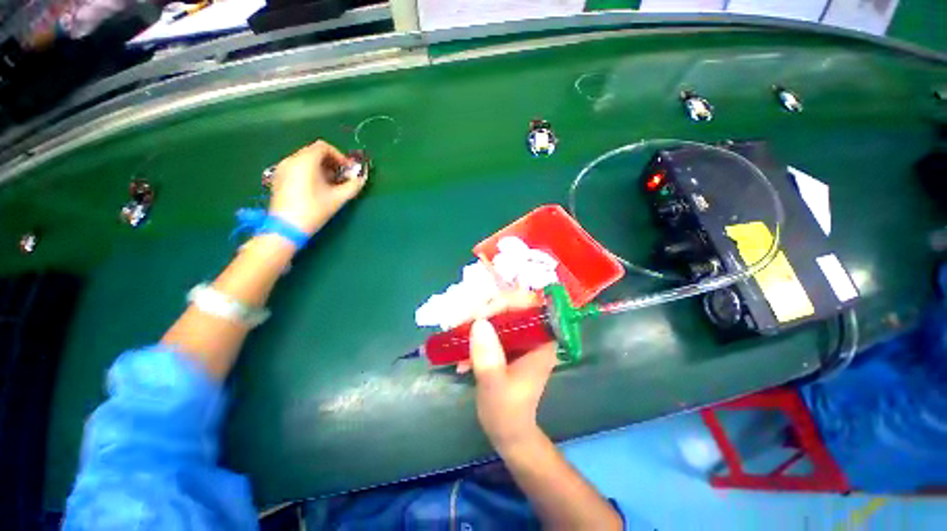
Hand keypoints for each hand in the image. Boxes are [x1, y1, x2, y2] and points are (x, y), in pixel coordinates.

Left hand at [268, 140, 366, 234]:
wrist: (286, 228)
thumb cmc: (314, 210)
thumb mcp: (338, 198)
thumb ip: (353, 186)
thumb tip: (362, 179)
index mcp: (305, 161)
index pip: (324, 147)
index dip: (339, 156)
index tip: (348, 170)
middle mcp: (291, 160)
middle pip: (314, 152)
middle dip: (331, 163)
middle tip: (342, 178)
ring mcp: (282, 168)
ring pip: (305, 160)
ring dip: (321, 168)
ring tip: (331, 185)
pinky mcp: (279, 178)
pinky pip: (297, 168)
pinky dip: (310, 172)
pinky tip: (317, 188)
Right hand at [465, 290, 557, 451]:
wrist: (507, 431)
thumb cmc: (506, 412)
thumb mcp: (494, 386)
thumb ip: (488, 357)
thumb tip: (479, 322)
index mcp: (541, 342)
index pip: (530, 305)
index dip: (506, 302)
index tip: (481, 313)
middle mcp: (533, 335)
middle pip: (512, 306)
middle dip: (485, 310)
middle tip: (463, 321)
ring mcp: (519, 339)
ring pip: (499, 315)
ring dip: (476, 321)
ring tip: (457, 333)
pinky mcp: (507, 344)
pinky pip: (491, 328)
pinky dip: (475, 334)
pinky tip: (461, 351)